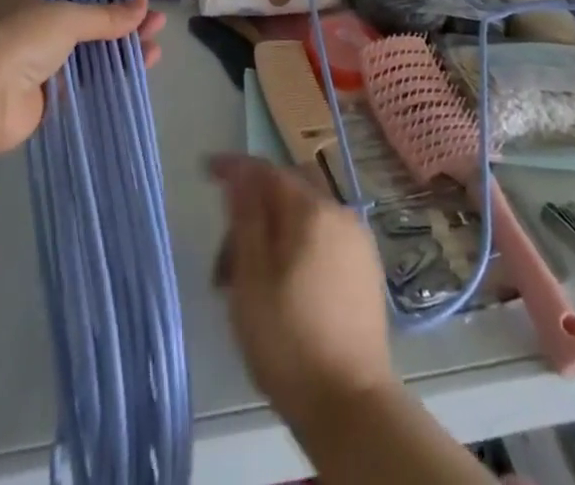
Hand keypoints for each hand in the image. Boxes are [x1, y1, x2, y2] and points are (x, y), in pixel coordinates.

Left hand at [0, 0, 166, 155]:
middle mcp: (31, 25)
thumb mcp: (65, 17)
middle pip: (86, 21)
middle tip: (156, 23)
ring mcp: (36, 62)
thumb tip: (144, 4)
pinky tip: (138, 70)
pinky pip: (83, 82)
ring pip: (88, 52)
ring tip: (156, 47)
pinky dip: (109, 76)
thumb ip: (106, 14)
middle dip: (122, 22)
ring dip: (121, 49)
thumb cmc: (16, 41)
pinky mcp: (43, 97)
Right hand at [210, 155, 395, 431]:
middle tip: (225, 259)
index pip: (267, 171)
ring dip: (275, 233)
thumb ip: (246, 217)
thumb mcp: (252, 278)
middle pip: (288, 192)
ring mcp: (358, 241)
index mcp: (311, 210)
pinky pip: (325, 239)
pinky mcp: (367, 270)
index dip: (235, 168)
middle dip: (254, 210)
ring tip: (250, 282)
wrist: (351, 405)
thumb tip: (239, 174)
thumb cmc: (289, 340)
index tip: (207, 170)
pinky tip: (284, 287)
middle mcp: (340, 213)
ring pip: (306, 218)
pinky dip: (299, 247)